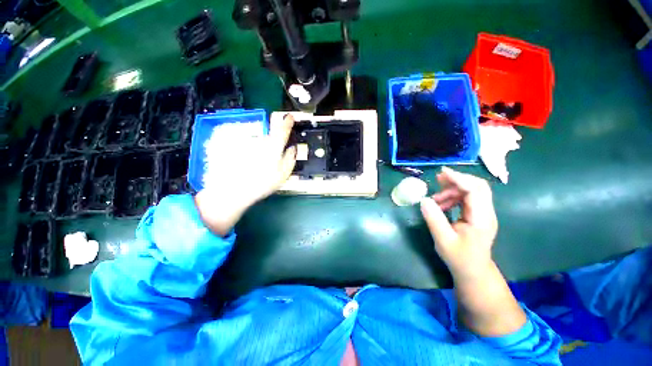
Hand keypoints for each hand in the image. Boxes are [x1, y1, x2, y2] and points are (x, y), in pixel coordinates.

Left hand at [195, 115, 296, 235]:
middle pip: (270, 137)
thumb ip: (290, 158)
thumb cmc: (262, 183)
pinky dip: (250, 153)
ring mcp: (247, 142)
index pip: (283, 129)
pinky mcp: (236, 146)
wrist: (234, 190)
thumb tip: (293, 148)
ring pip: (259, 142)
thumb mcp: (283, 174)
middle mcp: (260, 140)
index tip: (289, 116)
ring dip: (261, 150)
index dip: (287, 122)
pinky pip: (248, 147)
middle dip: (273, 144)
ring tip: (258, 167)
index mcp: (274, 146)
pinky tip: (248, 166)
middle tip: (272, 160)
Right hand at [420, 167, 497, 276]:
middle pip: (477, 186)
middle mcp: (486, 212)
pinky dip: (453, 196)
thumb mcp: (443, 240)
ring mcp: (483, 212)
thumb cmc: (459, 258)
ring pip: (471, 190)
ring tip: (435, 199)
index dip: (459, 178)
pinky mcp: (477, 214)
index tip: (442, 173)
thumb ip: (434, 219)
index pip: (475, 190)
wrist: (473, 271)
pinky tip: (441, 203)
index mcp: (481, 218)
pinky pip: (467, 197)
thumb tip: (424, 199)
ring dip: (452, 190)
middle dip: (457, 180)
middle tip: (438, 180)